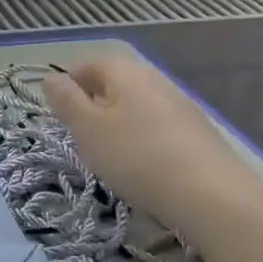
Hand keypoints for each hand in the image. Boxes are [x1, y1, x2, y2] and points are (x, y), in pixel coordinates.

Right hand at [42, 58, 254, 230]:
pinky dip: (144, 139)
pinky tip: (144, 166)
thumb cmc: (136, 156)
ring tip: (111, 156)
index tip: (60, 117)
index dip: (69, 88)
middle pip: (114, 85)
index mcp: (124, 71)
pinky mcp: (198, 131)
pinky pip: (159, 126)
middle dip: (94, 107)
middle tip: (83, 138)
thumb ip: (65, 101)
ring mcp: (180, 103)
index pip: (87, 66)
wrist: (211, 195)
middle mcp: (154, 78)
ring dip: (120, 124)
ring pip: (137, 106)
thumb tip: (51, 78)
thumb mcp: (87, 129)